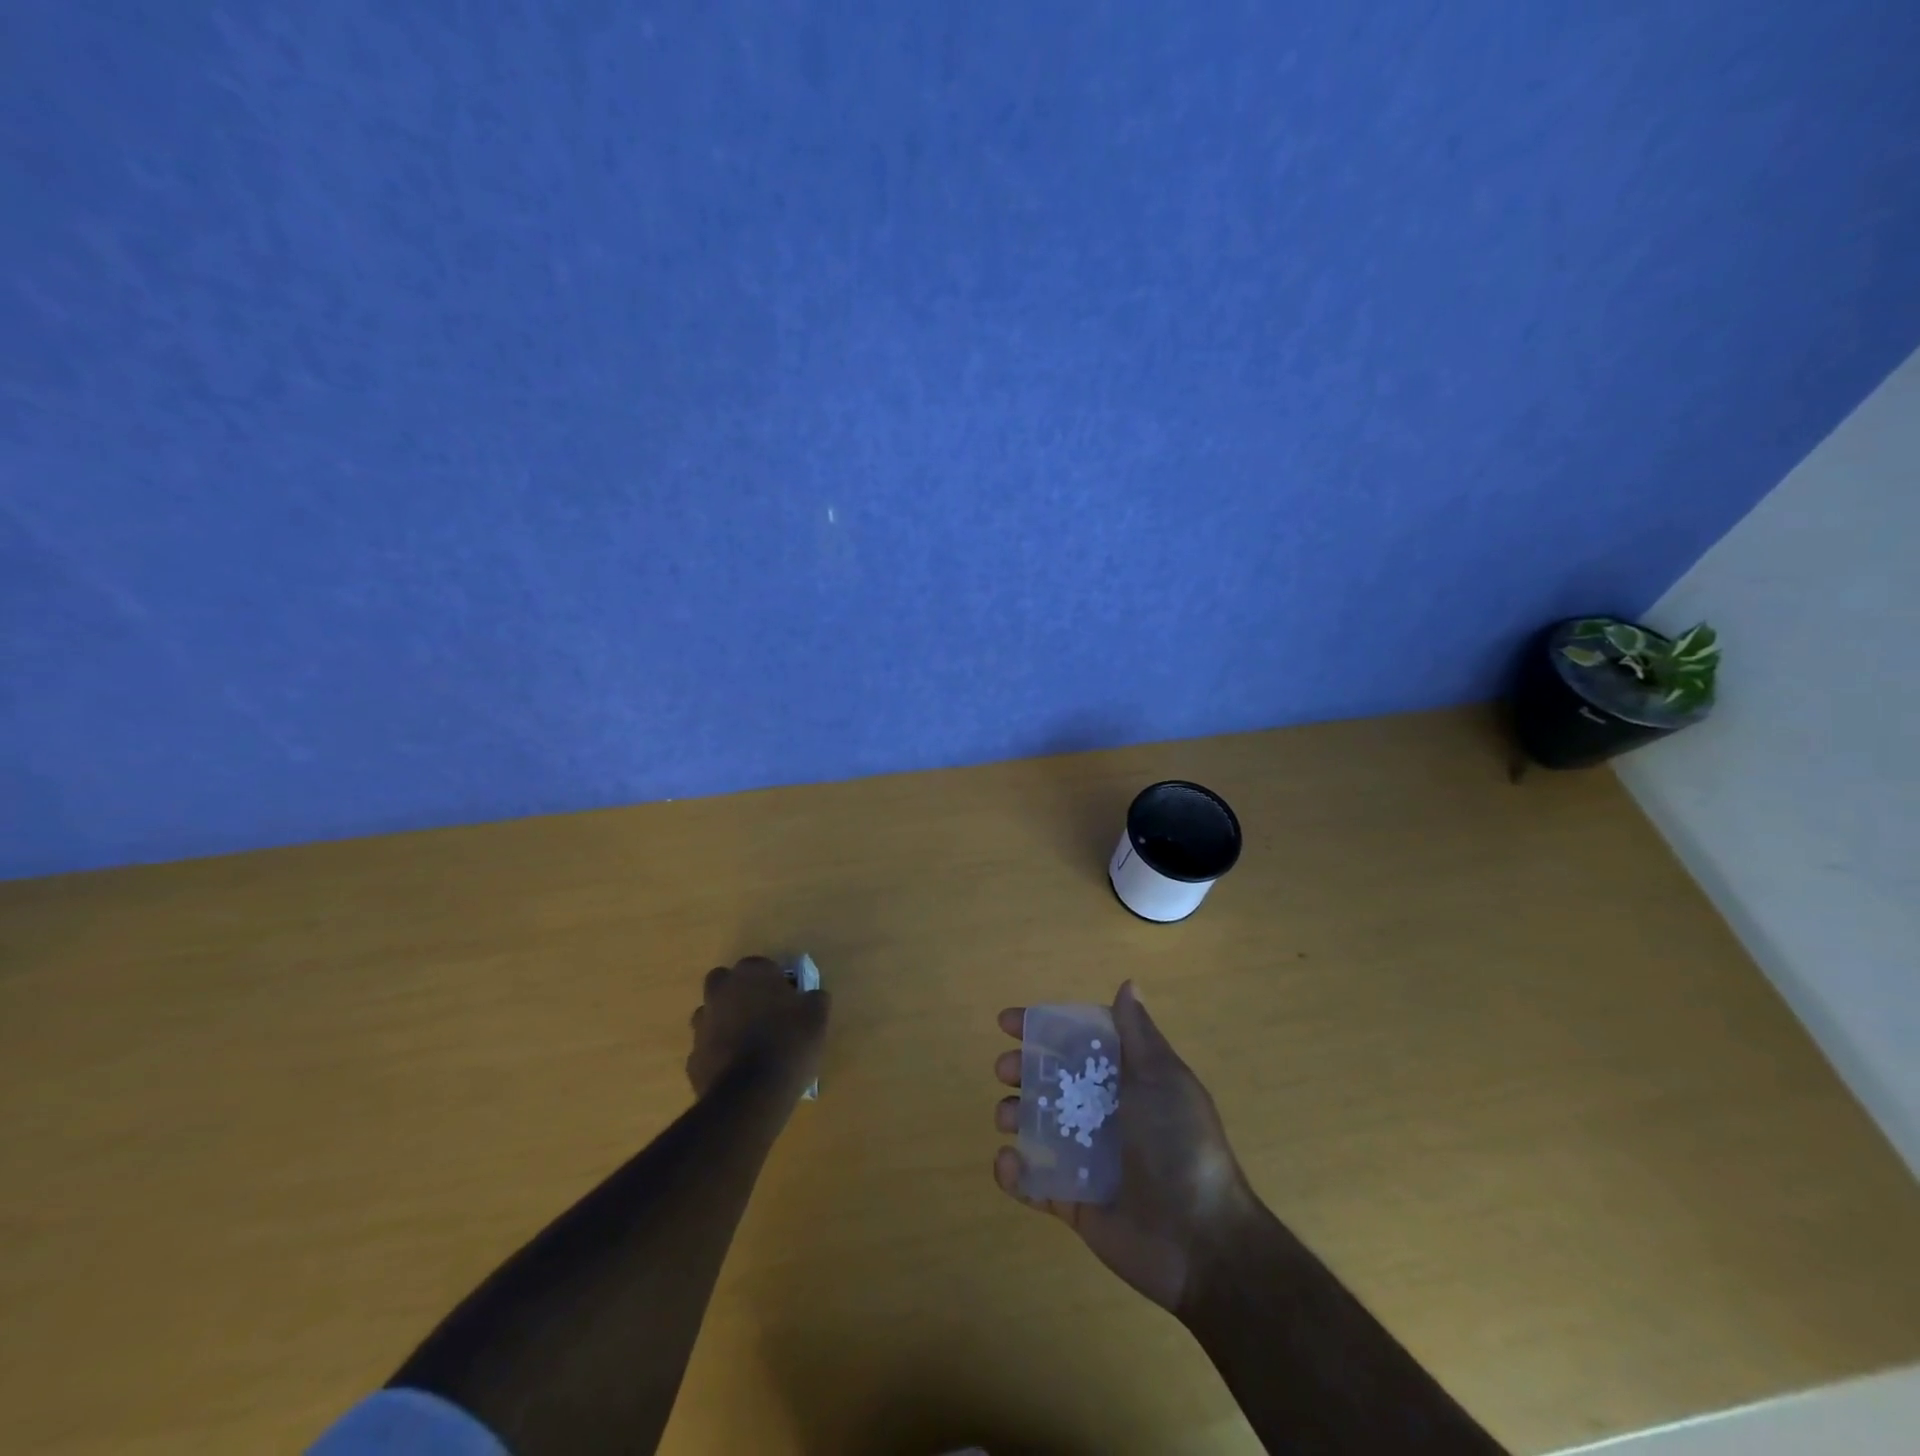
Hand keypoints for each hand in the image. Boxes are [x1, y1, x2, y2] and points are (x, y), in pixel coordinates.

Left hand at [687, 956, 828, 1098]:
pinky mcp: (693, 1058)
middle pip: (726, 983)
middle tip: (764, 1016)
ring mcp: (702, 1025)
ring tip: (751, 1046)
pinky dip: (720, 1055)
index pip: (762, 966)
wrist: (751, 1095)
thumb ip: (814, 999)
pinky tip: (739, 1071)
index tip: (789, 1001)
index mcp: (751, 973)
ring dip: (726, 1023)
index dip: (776, 982)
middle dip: (740, 994)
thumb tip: (811, 996)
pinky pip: (708, 1049)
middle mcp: (720, 992)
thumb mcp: (817, 1017)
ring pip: (712, 1015)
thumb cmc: (789, 1043)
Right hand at [993, 981, 1254, 1312]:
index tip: (1007, 1023)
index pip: (1075, 1044)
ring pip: (1037, 1127)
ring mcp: (1086, 1159)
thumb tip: (1128, 983)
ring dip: (1014, 1116)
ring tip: (1006, 1118)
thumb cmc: (1179, 1144)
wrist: (1200, 1240)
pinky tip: (1009, 1163)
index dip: (1041, 1029)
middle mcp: (1103, 1114)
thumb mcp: (1162, 1079)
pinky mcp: (1074, 1201)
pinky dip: (1015, 1173)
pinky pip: (1035, 1182)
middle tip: (1006, 1071)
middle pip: (1049, 1082)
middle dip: (1021, 1070)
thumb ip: (1138, 1034)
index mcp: (1124, 1081)